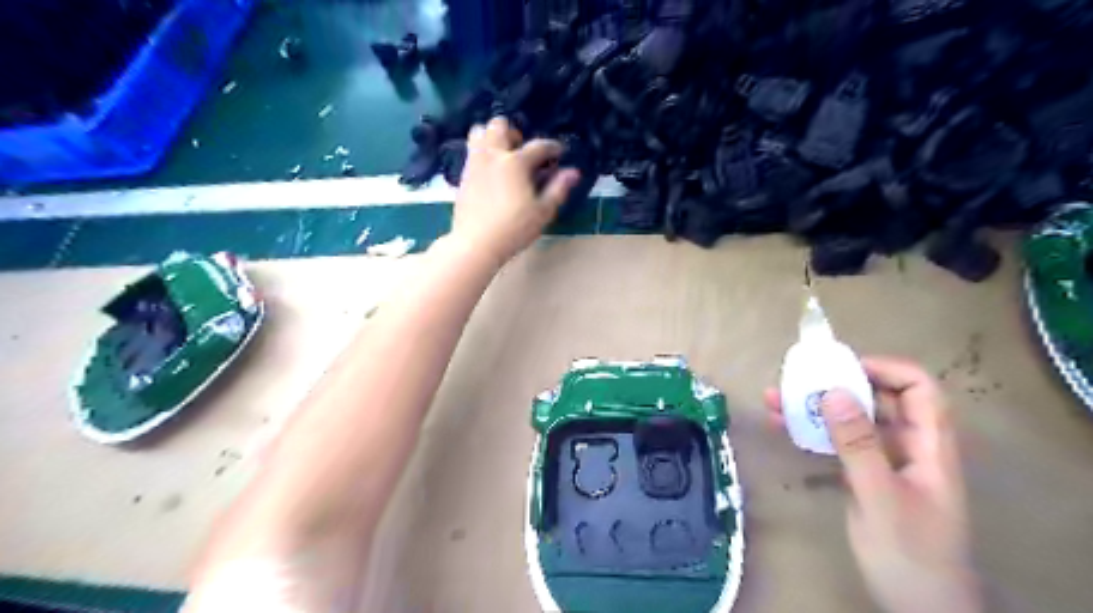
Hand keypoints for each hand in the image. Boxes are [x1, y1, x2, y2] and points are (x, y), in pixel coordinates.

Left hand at [446, 118, 578, 265]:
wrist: (476, 243)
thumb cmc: (514, 229)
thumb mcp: (543, 212)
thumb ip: (558, 189)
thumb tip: (573, 172)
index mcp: (516, 162)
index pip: (539, 146)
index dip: (553, 147)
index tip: (560, 153)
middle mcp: (493, 155)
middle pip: (500, 125)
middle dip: (514, 134)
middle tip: (523, 153)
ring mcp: (475, 163)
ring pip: (480, 132)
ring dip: (493, 138)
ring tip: (503, 157)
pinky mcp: (463, 175)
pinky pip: (471, 152)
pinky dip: (482, 153)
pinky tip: (491, 171)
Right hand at [761, 358, 986, 611]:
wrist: (918, 606)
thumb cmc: (910, 552)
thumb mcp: (880, 496)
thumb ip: (859, 444)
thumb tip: (834, 391)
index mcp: (930, 445)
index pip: (919, 389)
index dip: (884, 370)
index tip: (840, 368)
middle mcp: (909, 445)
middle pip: (879, 399)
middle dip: (836, 385)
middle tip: (795, 381)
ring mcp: (886, 461)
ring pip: (852, 420)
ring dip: (815, 407)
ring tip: (774, 399)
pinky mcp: (865, 475)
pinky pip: (838, 441)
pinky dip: (812, 431)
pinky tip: (783, 426)